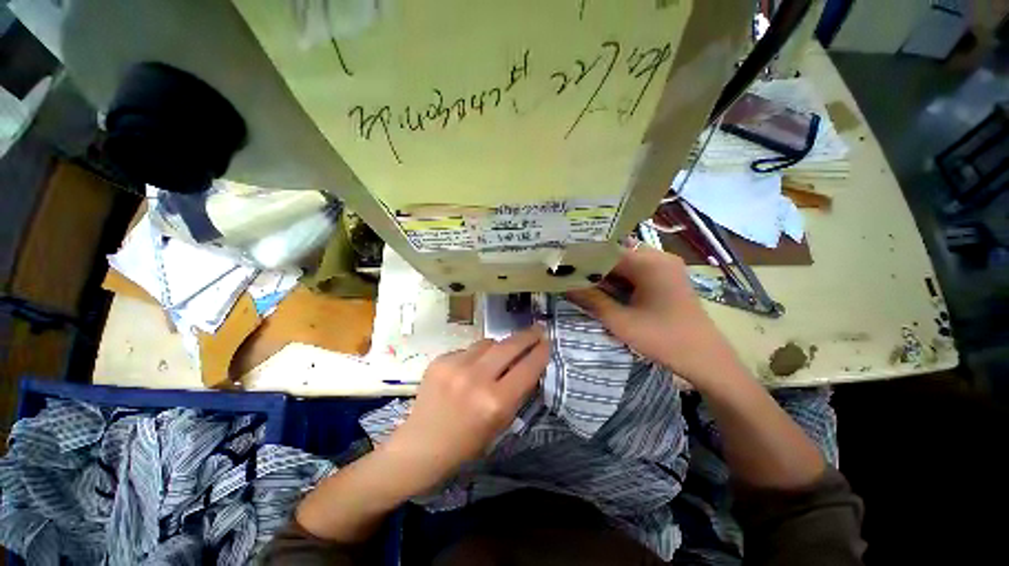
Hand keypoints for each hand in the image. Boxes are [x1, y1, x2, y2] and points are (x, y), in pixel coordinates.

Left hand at [382, 327, 548, 490]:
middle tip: (537, 330)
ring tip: (497, 357)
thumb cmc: (466, 444)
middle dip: (527, 335)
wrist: (420, 446)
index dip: (541, 352)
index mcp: (495, 402)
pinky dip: (475, 355)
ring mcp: (455, 365)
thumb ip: (516, 392)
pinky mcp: (440, 359)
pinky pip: (468, 349)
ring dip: (498, 347)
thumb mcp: (500, 424)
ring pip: (488, 342)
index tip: (547, 342)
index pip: (528, 368)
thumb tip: (529, 364)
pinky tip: (469, 369)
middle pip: (510, 345)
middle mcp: (476, 378)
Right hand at [566, 247, 741, 391]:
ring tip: (580, 281)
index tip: (562, 266)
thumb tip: (564, 285)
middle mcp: (659, 257)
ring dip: (605, 273)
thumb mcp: (620, 321)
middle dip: (592, 266)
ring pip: (625, 263)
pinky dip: (619, 279)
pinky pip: (636, 272)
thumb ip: (591, 300)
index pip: (607, 251)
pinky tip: (604, 289)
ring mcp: (665, 267)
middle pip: (616, 255)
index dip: (583, 258)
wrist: (706, 360)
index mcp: (649, 263)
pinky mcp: (667, 278)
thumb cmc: (663, 339)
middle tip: (568, 274)